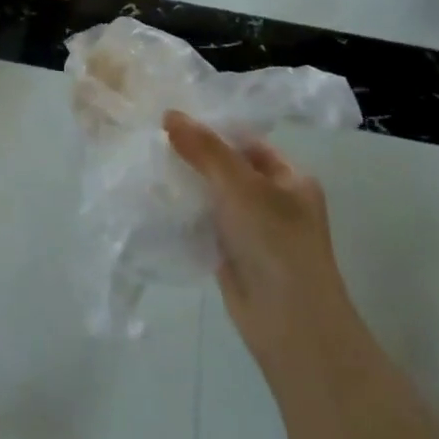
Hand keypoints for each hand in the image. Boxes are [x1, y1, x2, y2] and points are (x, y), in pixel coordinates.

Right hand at [165, 111, 339, 367]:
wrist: (289, 323)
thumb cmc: (275, 242)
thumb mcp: (240, 185)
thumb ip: (205, 149)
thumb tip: (169, 114)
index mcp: (291, 179)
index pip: (247, 143)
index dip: (213, 130)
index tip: (171, 120)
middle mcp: (275, 202)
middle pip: (228, 169)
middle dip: (194, 158)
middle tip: (151, 140)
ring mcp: (253, 231)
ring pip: (214, 197)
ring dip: (186, 186)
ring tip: (146, 165)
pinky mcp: (233, 255)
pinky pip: (205, 225)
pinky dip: (184, 215)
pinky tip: (155, 202)